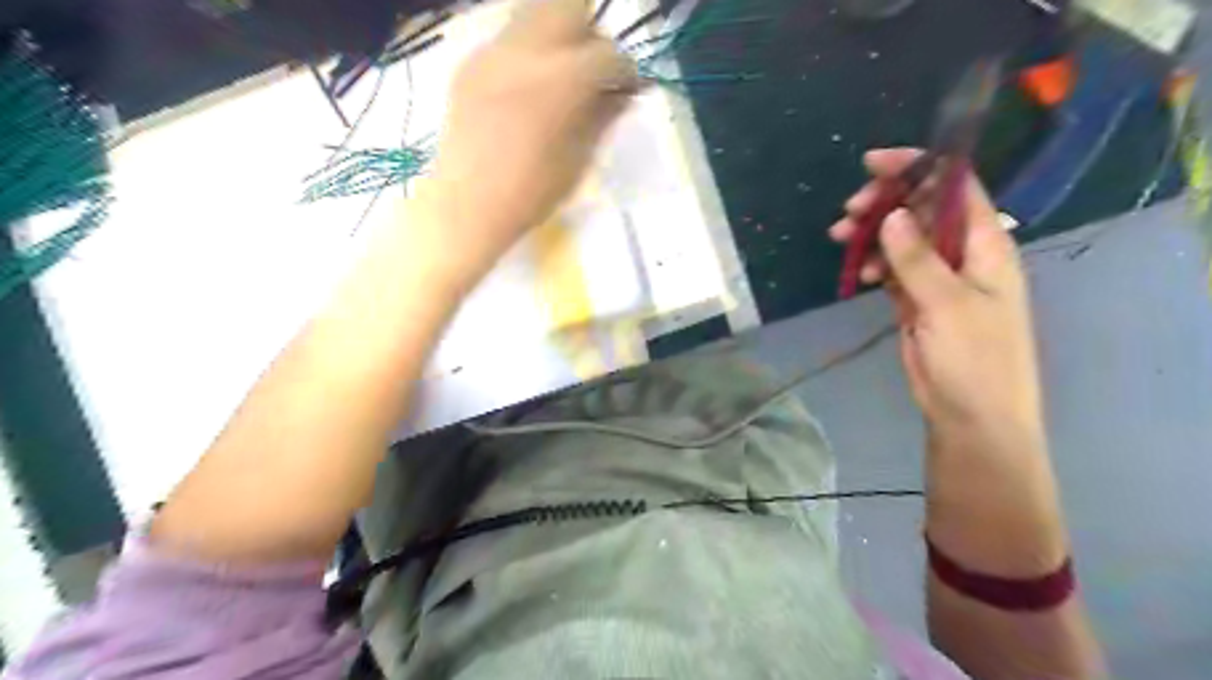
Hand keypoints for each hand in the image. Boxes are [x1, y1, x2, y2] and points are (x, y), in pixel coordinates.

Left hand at [416, 0, 636, 288]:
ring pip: (535, 13)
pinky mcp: (470, 64)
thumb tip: (624, 92)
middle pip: (570, 6)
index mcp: (559, 82)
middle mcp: (525, 51)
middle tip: (593, 73)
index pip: (608, 53)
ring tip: (560, 78)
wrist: (466, 207)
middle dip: (591, 35)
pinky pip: (508, 39)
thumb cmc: (530, 195)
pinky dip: (528, 54)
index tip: (628, 90)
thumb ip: (604, 116)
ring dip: (558, 36)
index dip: (625, 71)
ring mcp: (492, 53)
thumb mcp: (579, 160)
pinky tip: (526, 92)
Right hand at [829, 148, 1047, 451]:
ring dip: (872, 235)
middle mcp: (964, 253)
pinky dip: (874, 265)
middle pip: (922, 210)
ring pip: (902, 240)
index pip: (955, 188)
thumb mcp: (947, 305)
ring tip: (841, 239)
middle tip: (848, 212)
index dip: (918, 168)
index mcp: (986, 244)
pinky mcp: (918, 299)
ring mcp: (939, 277)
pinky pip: (893, 268)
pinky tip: (859, 275)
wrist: (971, 414)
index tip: (873, 163)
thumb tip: (893, 215)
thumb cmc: (975, 359)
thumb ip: (919, 260)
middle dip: (884, 204)